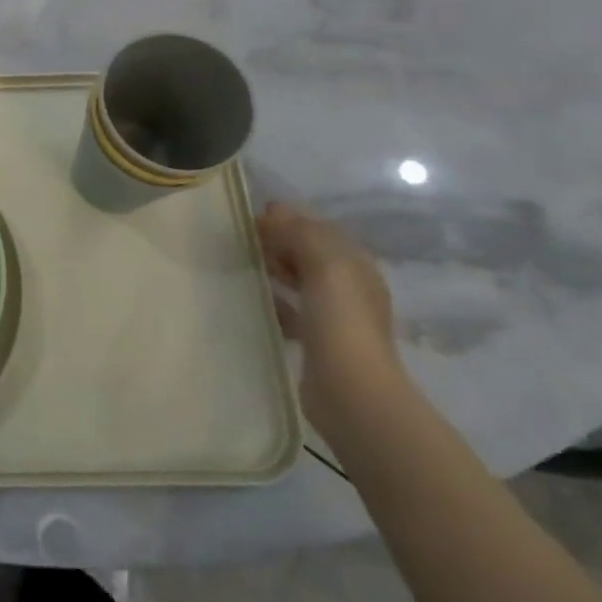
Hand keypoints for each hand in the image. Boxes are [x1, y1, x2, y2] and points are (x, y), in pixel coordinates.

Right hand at [257, 202, 404, 434]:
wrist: (350, 390)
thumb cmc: (340, 320)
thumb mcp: (324, 264)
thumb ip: (300, 233)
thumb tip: (273, 211)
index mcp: (356, 265)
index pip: (321, 230)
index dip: (291, 219)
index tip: (255, 216)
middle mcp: (350, 287)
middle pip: (311, 254)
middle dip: (281, 242)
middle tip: (245, 240)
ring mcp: (335, 316)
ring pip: (300, 280)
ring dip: (275, 269)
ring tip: (245, 264)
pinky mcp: (318, 341)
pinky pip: (293, 309)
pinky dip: (275, 299)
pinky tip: (255, 300)